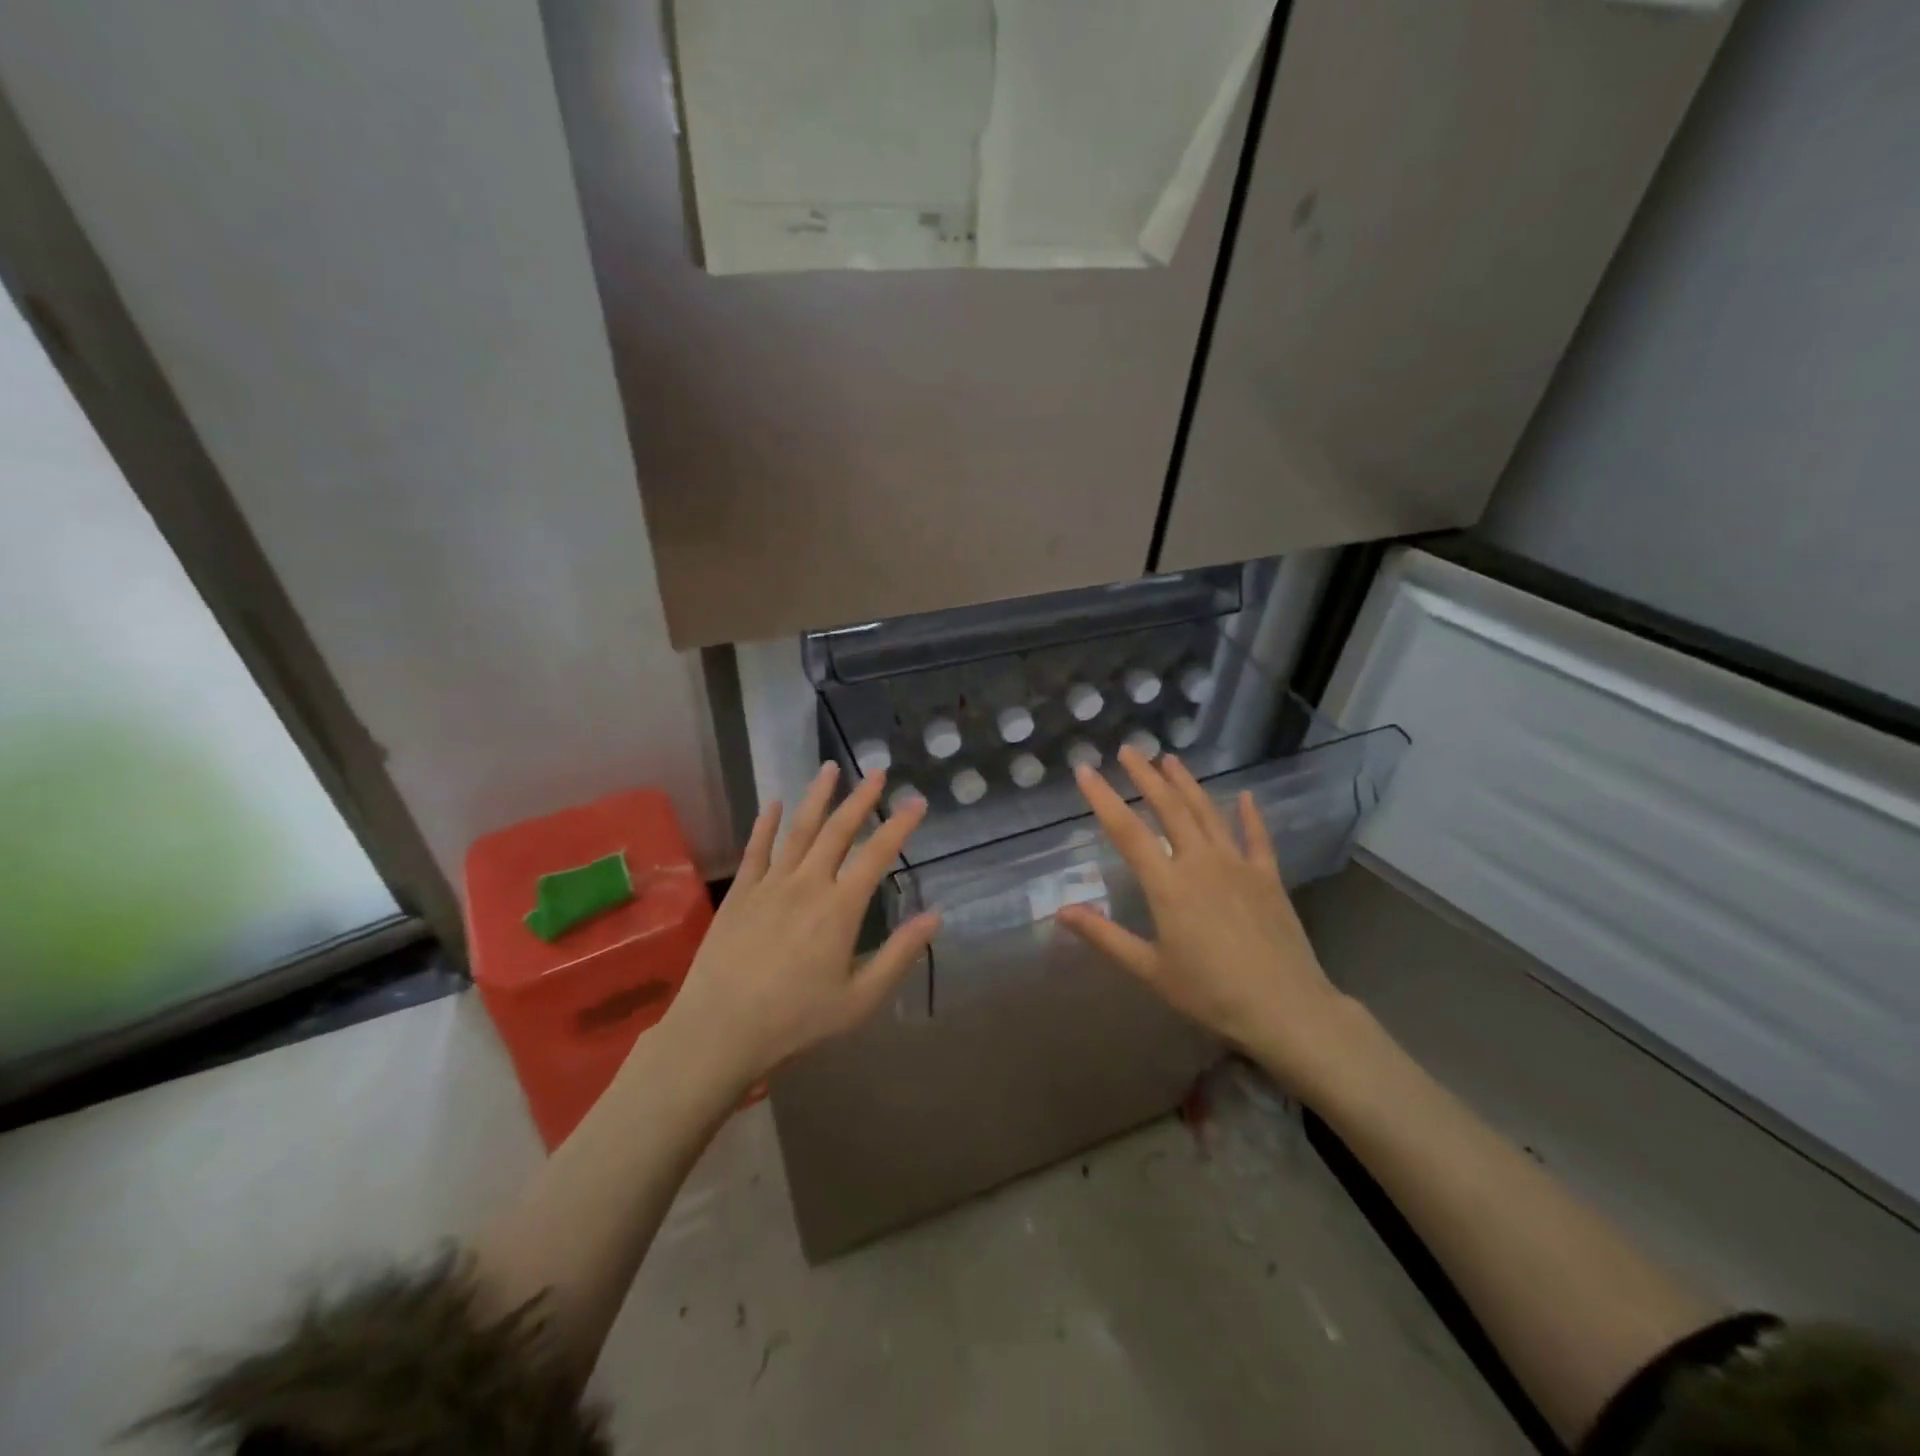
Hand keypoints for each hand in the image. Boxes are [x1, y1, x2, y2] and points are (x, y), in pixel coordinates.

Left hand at [662, 763, 938, 1091]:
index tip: (917, 802)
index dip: (899, 826)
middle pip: (838, 831)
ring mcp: (769, 884)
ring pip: (798, 830)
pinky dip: (766, 823)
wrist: (719, 1031)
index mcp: (840, 908)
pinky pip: (756, 849)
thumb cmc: (795, 1021)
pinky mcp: (740, 893)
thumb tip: (935, 917)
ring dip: (817, 797)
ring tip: (830, 768)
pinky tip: (774, 803)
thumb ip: (899, 955)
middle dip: (861, 799)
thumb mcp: (859, 999)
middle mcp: (807, 884)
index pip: (876, 855)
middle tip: (877, 771)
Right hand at [1057, 747, 1368, 1098]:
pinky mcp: (1268, 876)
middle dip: (1146, 776)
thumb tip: (1061, 911)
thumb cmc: (1211, 993)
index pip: (1127, 831)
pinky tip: (1244, 796)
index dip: (1103, 798)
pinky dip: (1249, 814)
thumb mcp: (1149, 969)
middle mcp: (1201, 862)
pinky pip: (1257, 837)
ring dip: (1188, 784)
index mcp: (1168, 884)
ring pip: (1208, 813)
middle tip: (1129, 750)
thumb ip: (1104, 936)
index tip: (1085, 770)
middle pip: (1169, 808)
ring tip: (1170, 759)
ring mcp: (1238, 865)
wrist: (1286, 1008)